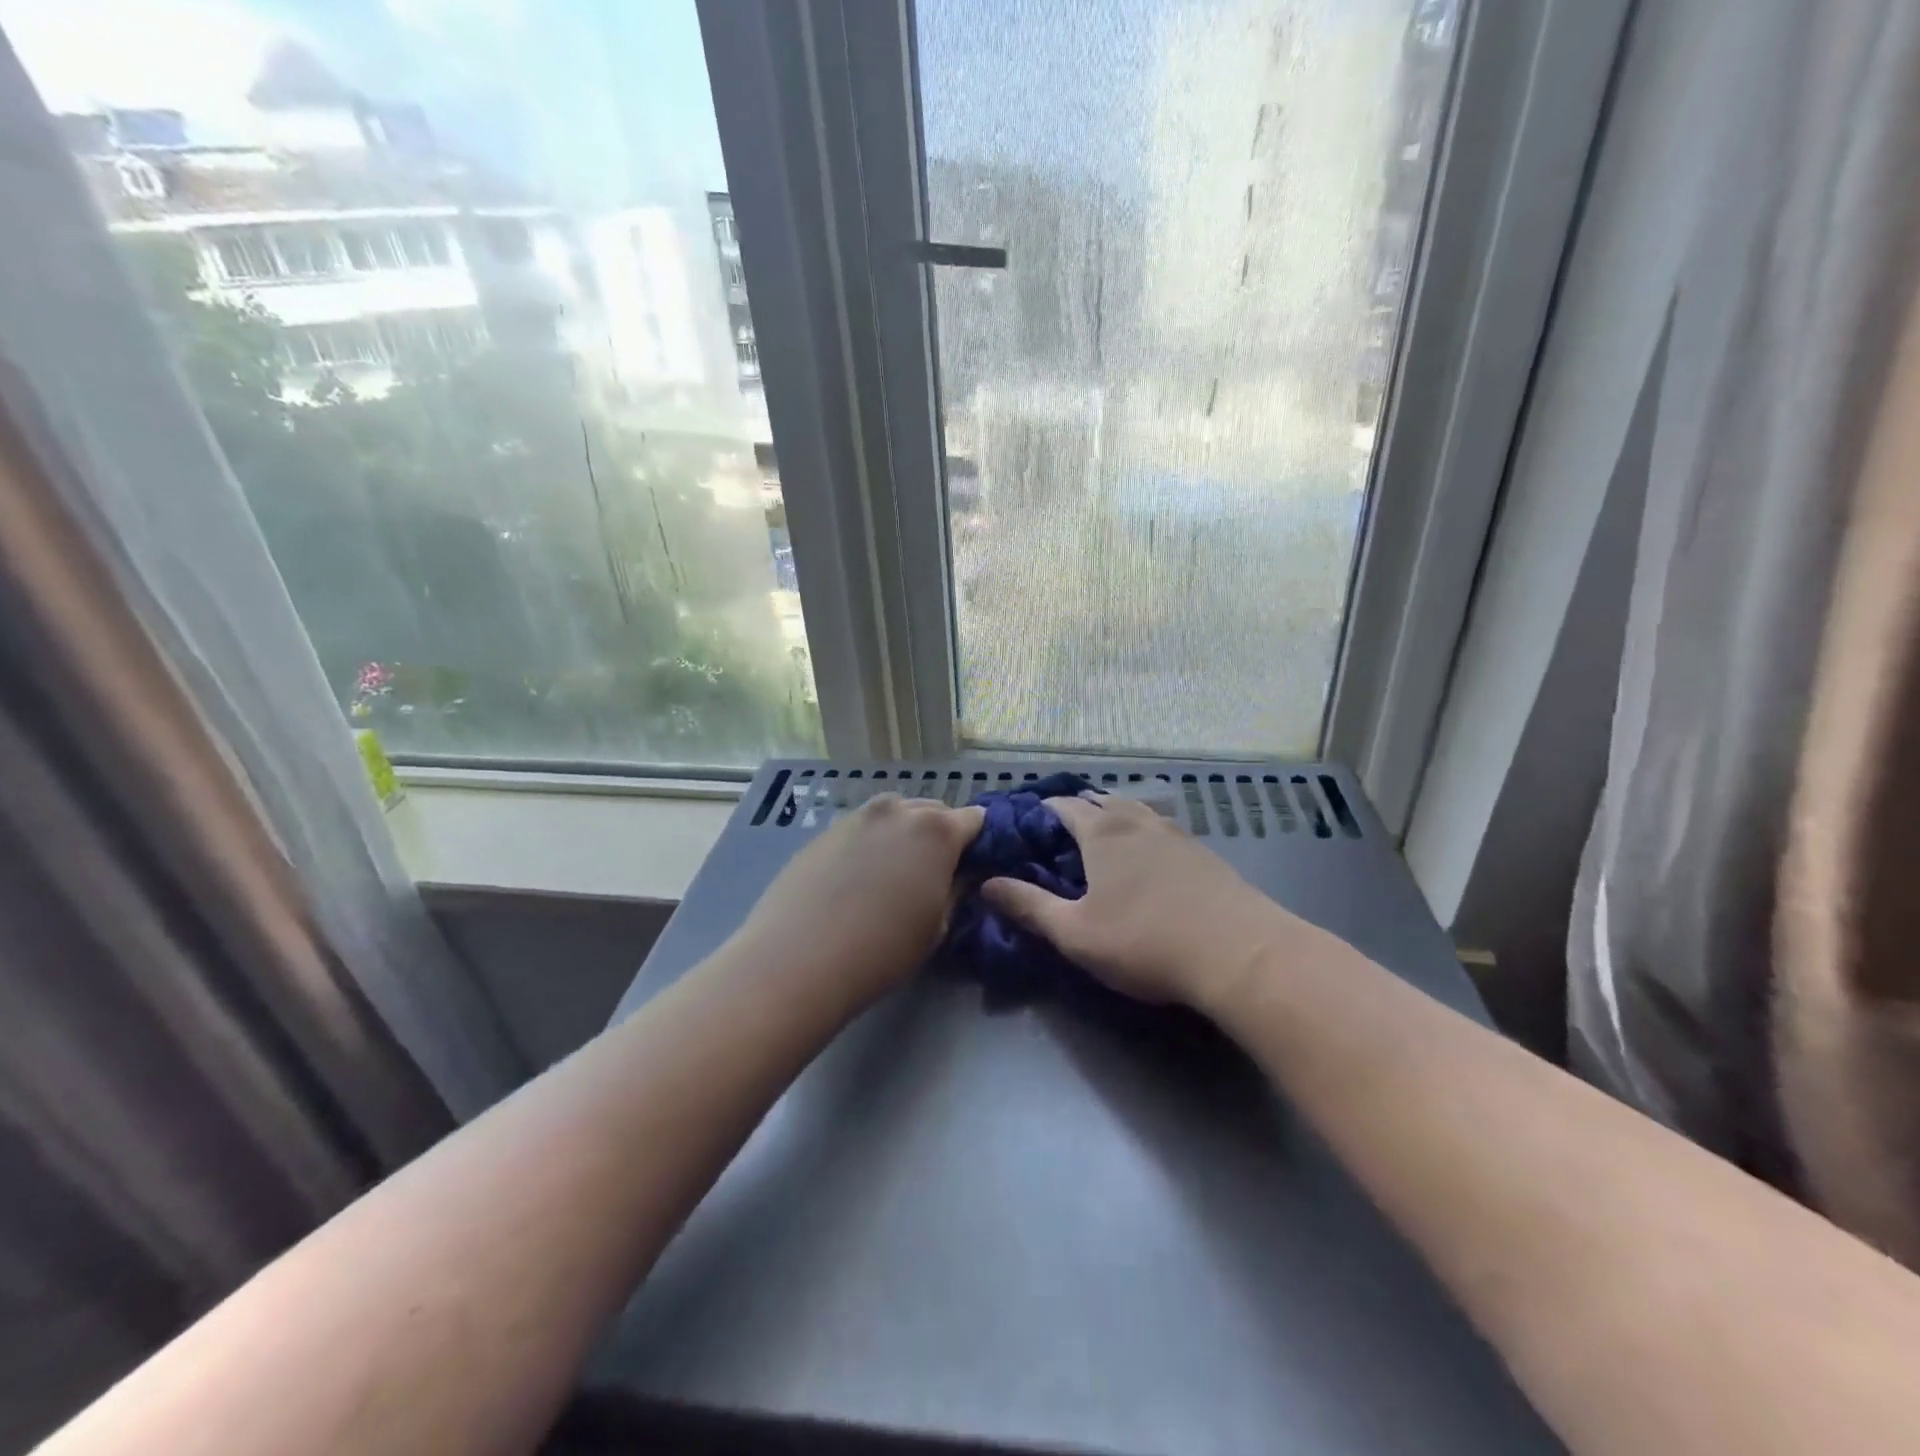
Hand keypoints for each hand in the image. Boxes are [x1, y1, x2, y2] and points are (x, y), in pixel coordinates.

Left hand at [734, 794, 984, 1001]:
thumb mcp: (938, 926)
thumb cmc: (883, 950)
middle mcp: (898, 809)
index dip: (980, 841)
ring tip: (895, 875)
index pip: (975, 819)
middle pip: (934, 811)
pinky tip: (859, 881)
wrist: (798, 960)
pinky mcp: (825, 831)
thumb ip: (957, 889)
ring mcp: (857, 816)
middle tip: (936, 873)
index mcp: (937, 829)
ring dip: (905, 836)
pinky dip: (871, 844)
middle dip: (942, 835)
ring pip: (895, 816)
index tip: (976, 866)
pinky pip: (863, 829)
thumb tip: (963, 873)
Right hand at [982, 794, 1296, 1006]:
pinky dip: (1143, 834)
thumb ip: (1029, 906)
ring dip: (1114, 817)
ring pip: (1136, 812)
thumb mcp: (1076, 933)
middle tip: (1060, 833)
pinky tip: (1148, 858)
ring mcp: (1175, 835)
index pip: (1064, 806)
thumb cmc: (1145, 941)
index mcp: (1102, 833)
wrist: (1239, 953)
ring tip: (1102, 837)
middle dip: (1078, 810)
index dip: (1042, 811)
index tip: (1025, 825)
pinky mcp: (1203, 854)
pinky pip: (1162, 830)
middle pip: (1102, 801)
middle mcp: (1138, 822)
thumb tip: (987, 884)